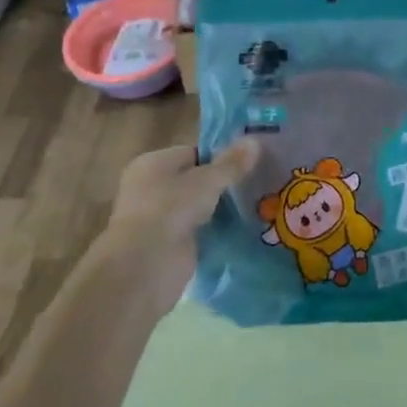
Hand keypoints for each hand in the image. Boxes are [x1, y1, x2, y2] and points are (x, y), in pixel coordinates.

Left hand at [101, 141, 258, 310]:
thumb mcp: (207, 180)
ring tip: (259, 202)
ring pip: (199, 207)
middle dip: (223, 183)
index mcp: (152, 164)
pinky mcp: (170, 245)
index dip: (220, 157)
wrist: (146, 266)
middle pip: (195, 180)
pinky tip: (244, 227)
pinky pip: (200, 230)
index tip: (250, 162)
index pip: (193, 153)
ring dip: (221, 208)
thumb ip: (232, 163)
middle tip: (258, 182)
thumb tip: (255, 140)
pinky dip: (217, 230)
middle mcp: (151, 188)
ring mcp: (160, 218)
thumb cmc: (170, 209)